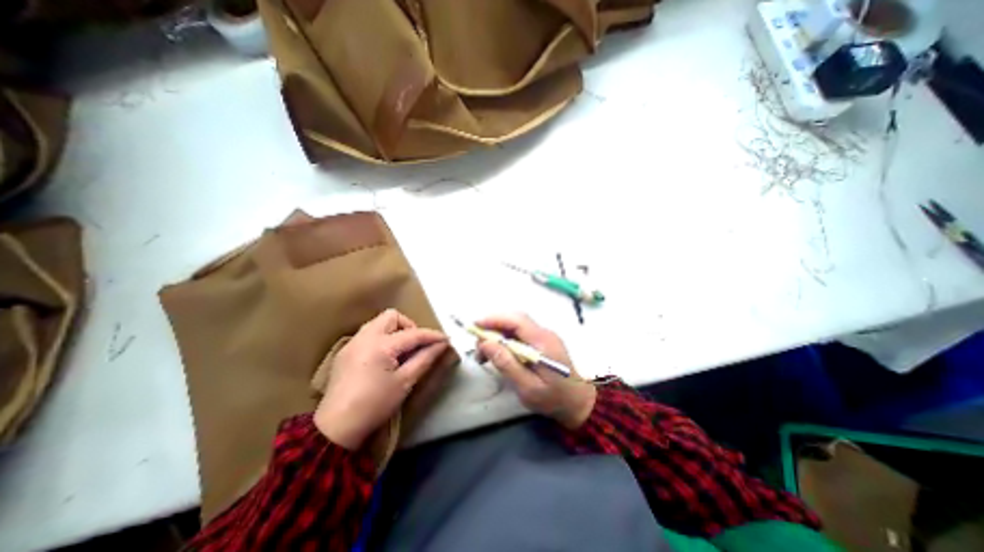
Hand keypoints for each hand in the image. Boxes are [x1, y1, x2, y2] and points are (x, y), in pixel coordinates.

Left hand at [316, 308, 448, 450]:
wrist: (336, 429)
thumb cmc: (375, 405)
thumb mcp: (405, 382)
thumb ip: (425, 359)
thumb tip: (442, 345)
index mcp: (381, 345)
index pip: (413, 333)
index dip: (432, 335)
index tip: (446, 339)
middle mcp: (365, 337)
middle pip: (392, 316)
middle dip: (409, 326)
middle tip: (416, 345)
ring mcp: (352, 343)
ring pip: (379, 323)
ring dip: (395, 330)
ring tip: (402, 350)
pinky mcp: (345, 351)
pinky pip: (368, 334)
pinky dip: (382, 338)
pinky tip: (385, 357)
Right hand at [474, 313, 595, 428]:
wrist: (579, 403)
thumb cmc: (554, 399)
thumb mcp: (528, 388)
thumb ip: (507, 364)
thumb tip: (486, 344)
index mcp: (543, 342)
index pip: (516, 321)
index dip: (494, 319)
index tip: (475, 326)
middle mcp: (544, 333)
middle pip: (515, 319)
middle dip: (493, 326)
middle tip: (478, 344)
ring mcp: (544, 336)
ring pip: (516, 326)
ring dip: (498, 334)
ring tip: (484, 353)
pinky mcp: (542, 342)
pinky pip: (520, 334)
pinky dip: (506, 339)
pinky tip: (498, 353)